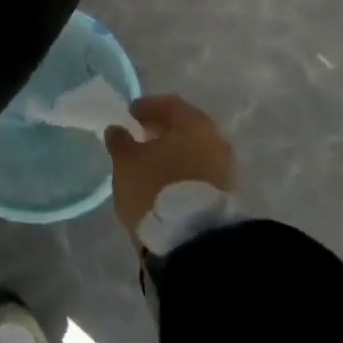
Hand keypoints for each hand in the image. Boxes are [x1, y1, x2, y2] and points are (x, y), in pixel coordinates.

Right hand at [104, 94, 235, 243]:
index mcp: (192, 122)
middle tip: (138, 137)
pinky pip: (199, 169)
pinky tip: (165, 181)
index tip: (129, 116)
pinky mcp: (224, 192)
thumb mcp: (126, 162)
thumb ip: (120, 141)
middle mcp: (214, 138)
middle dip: (161, 129)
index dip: (146, 107)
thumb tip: (117, 129)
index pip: (168, 103)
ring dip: (172, 151)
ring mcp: (224, 166)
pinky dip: (182, 169)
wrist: (193, 239)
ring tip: (149, 163)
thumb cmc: (156, 188)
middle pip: (184, 125)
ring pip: (193, 149)